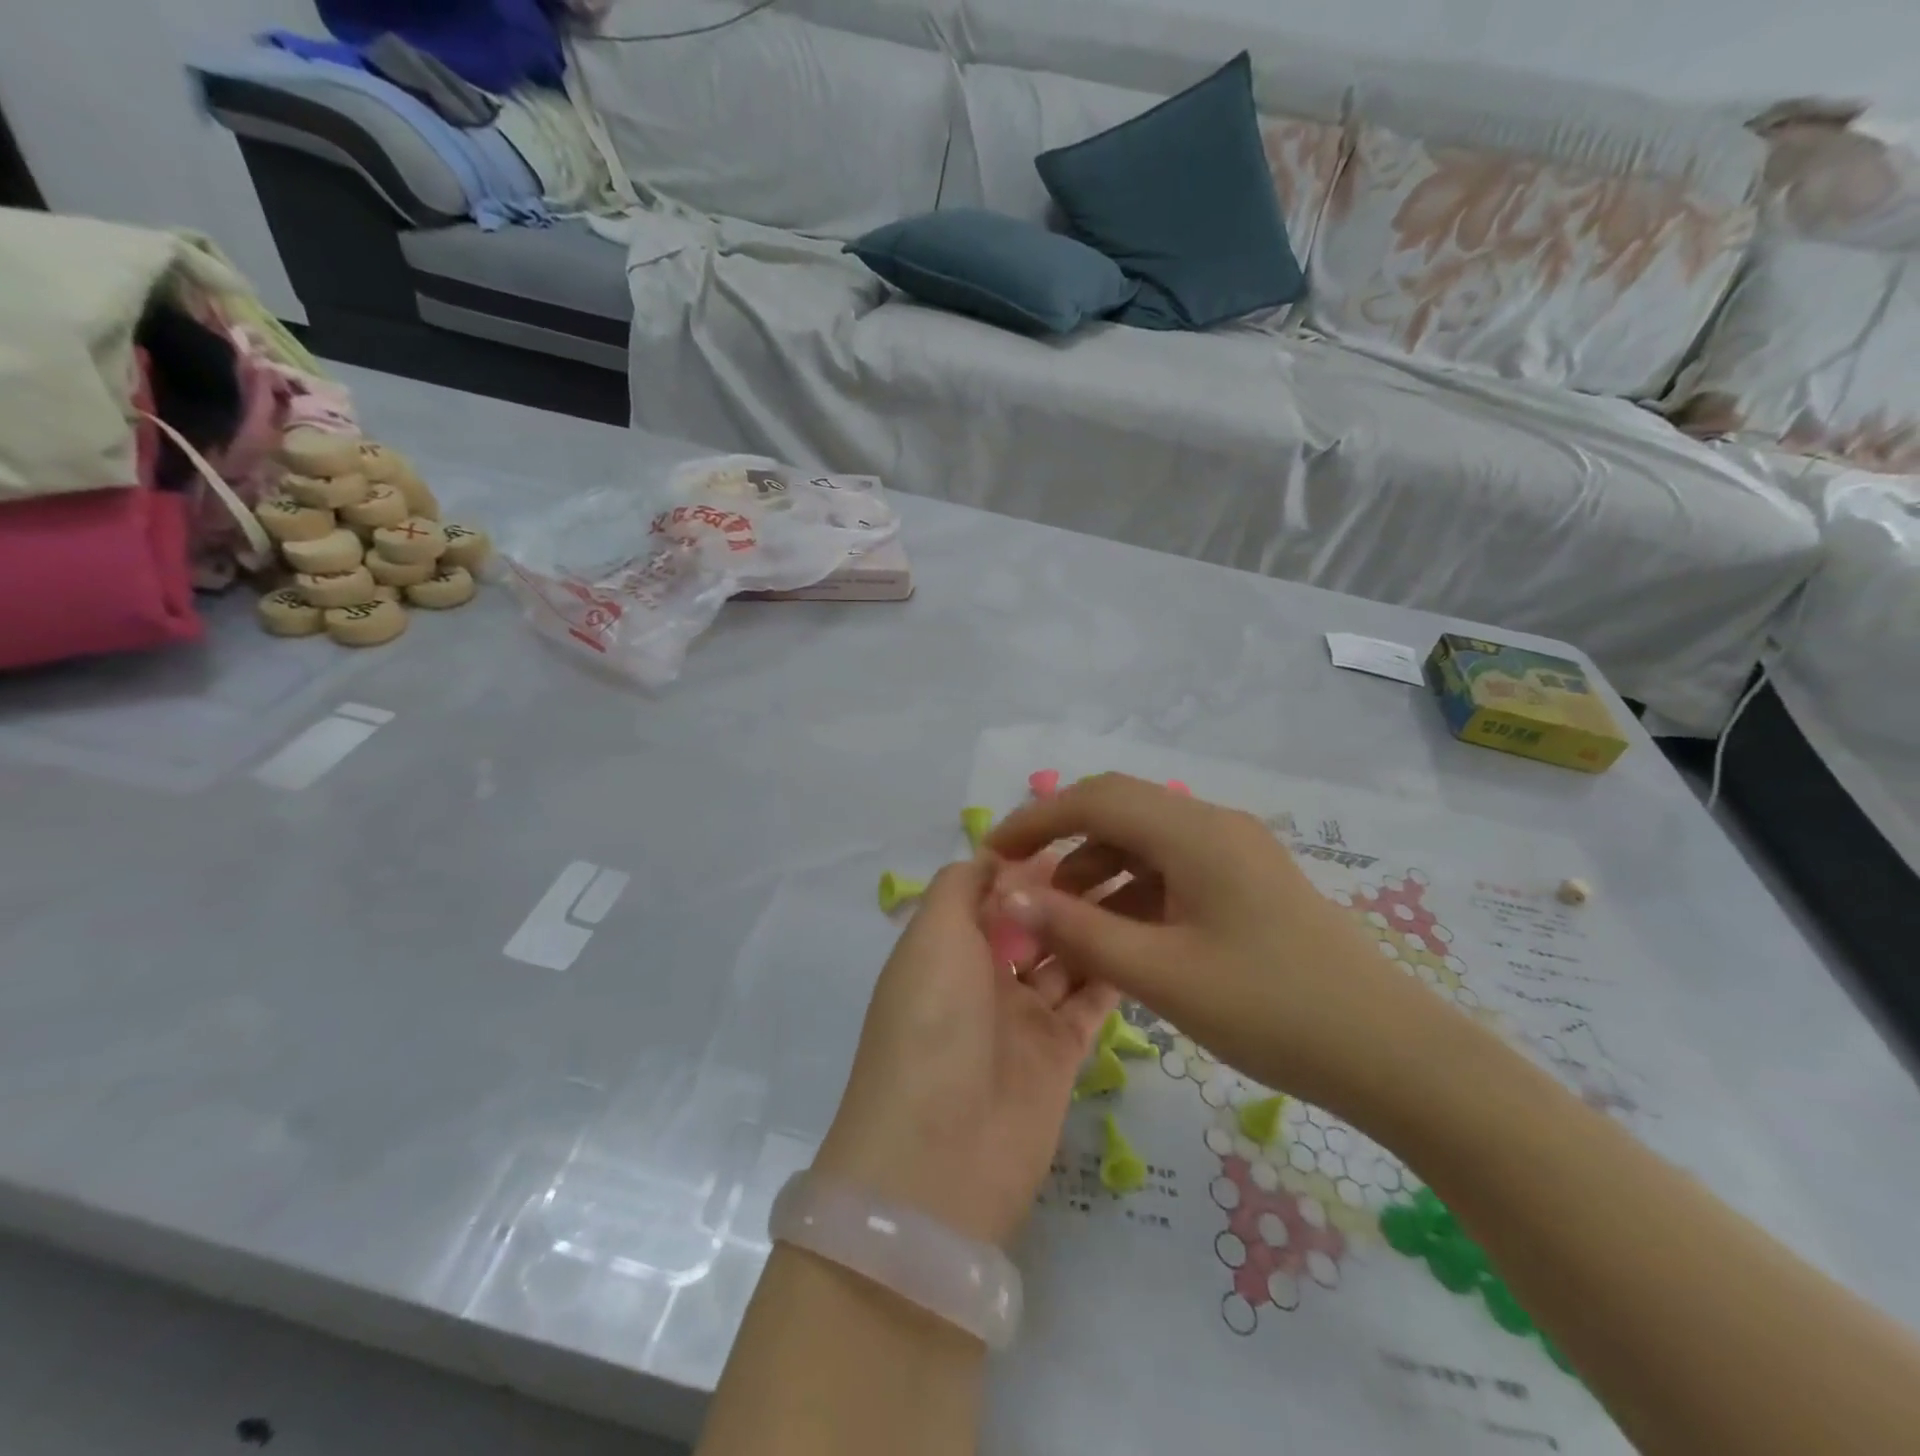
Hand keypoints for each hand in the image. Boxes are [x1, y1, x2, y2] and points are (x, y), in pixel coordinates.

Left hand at [814, 857, 1118, 1247]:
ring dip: (1094, 928)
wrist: (942, 1152)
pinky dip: (1112, 974)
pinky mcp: (1059, 1055)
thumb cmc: (932, 1020)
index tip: (1075, 835)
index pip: (989, 892)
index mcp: (945, 946)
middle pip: (1031, 924)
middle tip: (1123, 858)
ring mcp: (1021, 1017)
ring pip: (1064, 959)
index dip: (1025, 866)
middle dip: (1066, 894)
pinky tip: (1146, 939)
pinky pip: (1089, 1003)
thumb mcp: (933, 934)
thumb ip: (961, 886)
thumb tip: (992, 854)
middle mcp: (981, 978)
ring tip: (1144, 887)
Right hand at [986, 773, 1454, 1122]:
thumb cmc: (1270, 1009)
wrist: (1390, 1054)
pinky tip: (1116, 935)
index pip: (1095, 799)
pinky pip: (1173, 871)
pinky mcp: (1246, 883)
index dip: (1036, 820)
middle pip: (1119, 811)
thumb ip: (1078, 930)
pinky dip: (1132, 893)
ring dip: (1096, 871)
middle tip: (1020, 883)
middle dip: (1063, 841)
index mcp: (1194, 832)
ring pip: (1145, 843)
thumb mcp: (1161, 973)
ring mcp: (1235, 853)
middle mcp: (1213, 825)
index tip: (993, 854)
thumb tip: (1009, 898)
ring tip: (1061, 921)